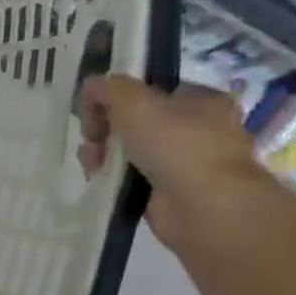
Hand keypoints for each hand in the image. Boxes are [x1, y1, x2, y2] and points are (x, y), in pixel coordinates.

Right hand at [77, 74, 271, 249]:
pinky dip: (110, 176)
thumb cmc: (177, 145)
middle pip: (134, 120)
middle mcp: (197, 129)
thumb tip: (91, 88)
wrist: (204, 207)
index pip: (150, 90)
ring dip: (102, 152)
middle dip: (104, 127)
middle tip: (92, 137)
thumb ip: (108, 88)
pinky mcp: (167, 191)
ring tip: (92, 162)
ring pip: (128, 149)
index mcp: (202, 101)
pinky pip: (128, 176)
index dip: (117, 97)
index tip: (95, 109)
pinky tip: (98, 177)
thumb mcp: (135, 102)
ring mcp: (183, 162)